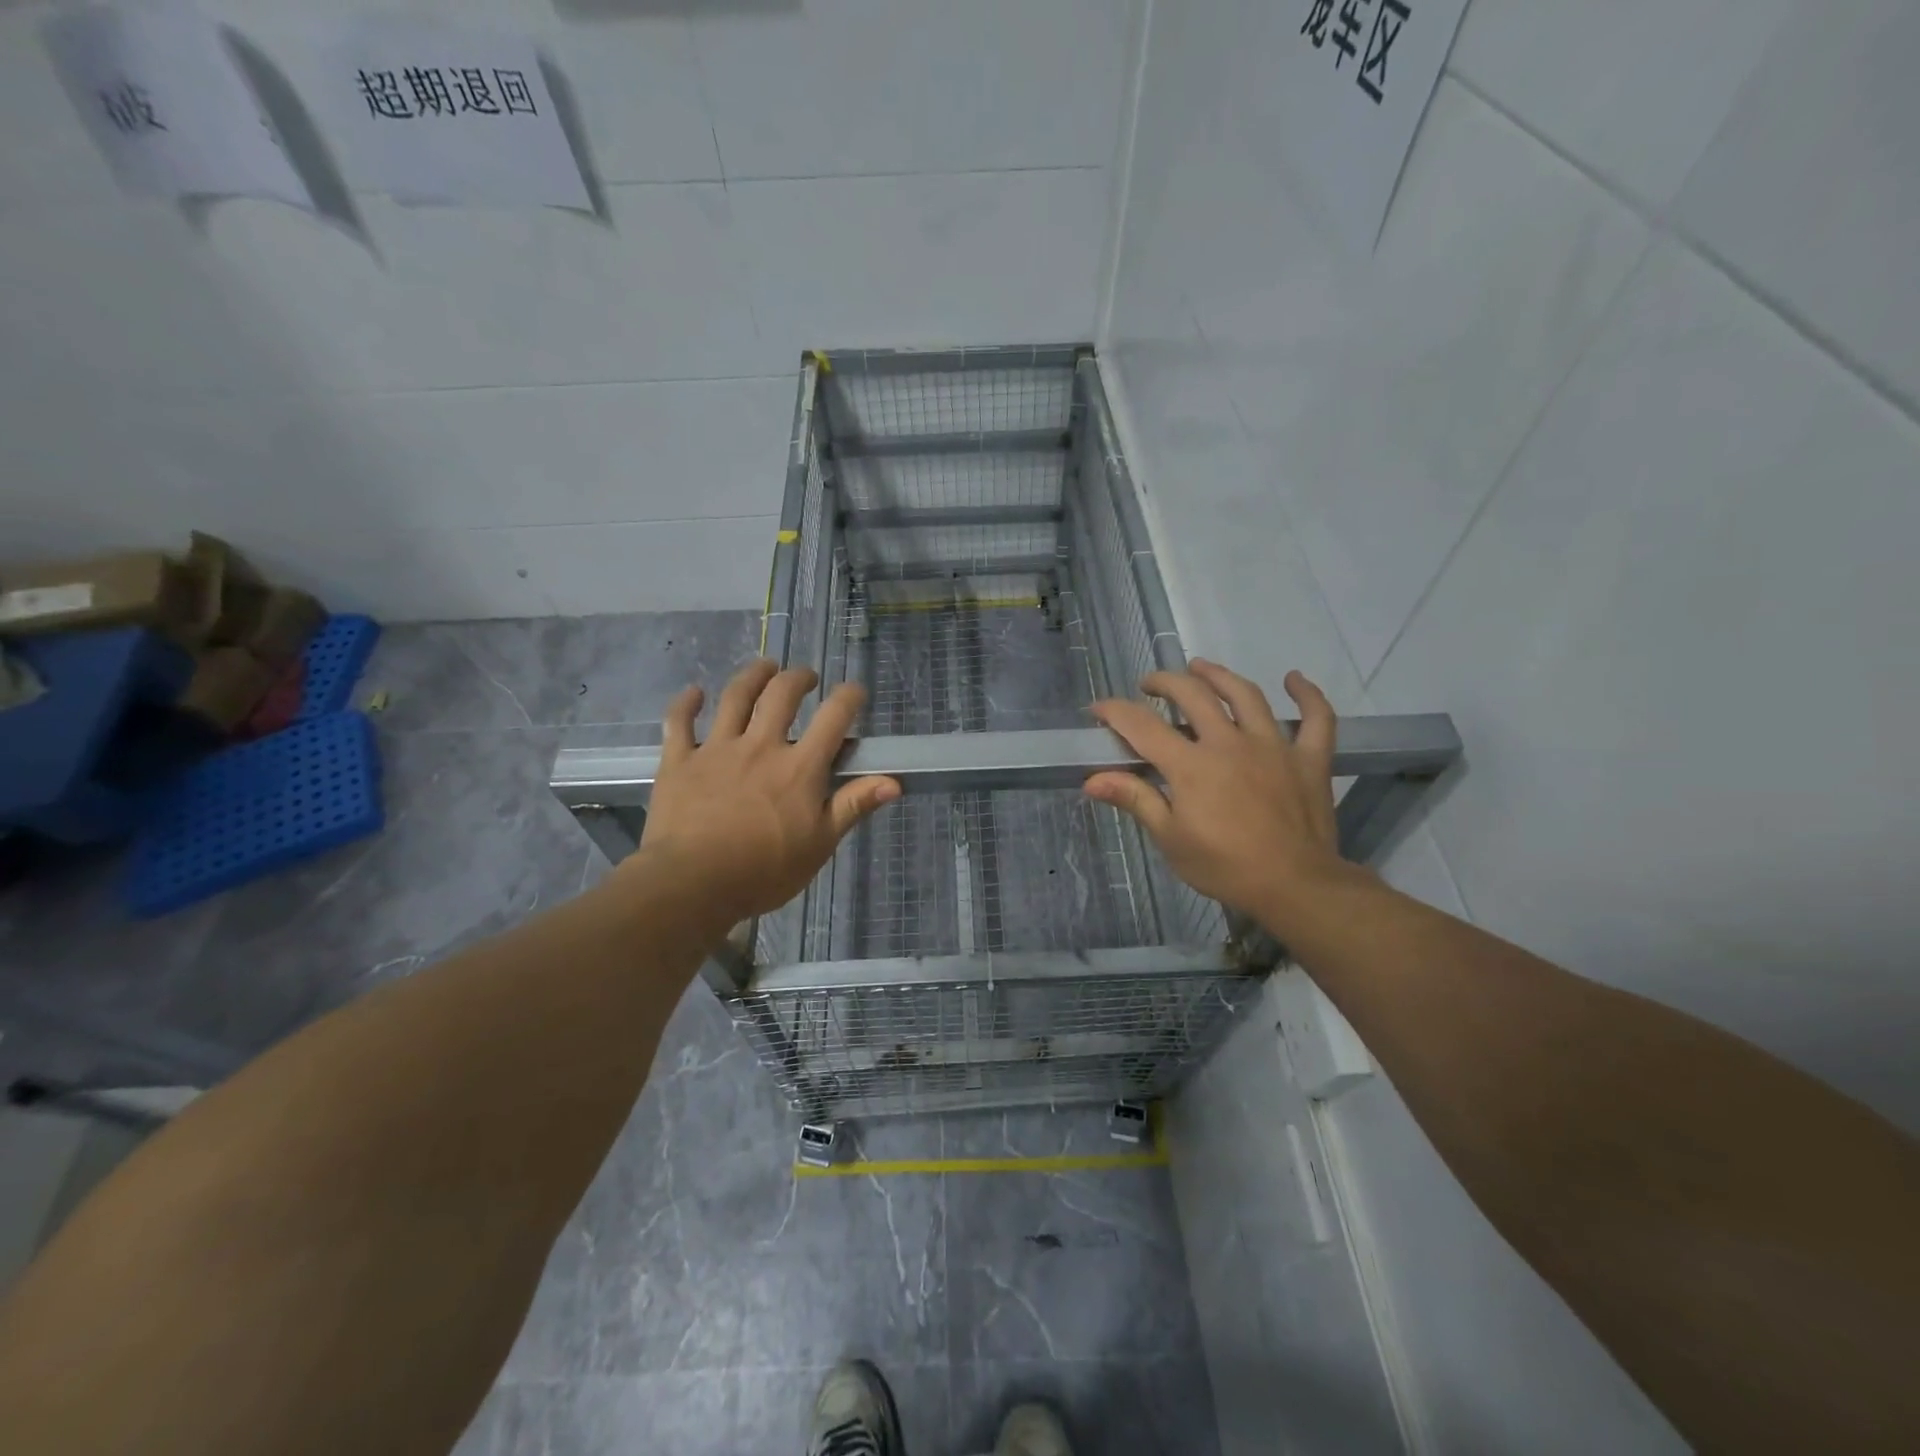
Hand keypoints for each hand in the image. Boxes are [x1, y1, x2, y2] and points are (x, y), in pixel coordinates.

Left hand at [633, 659, 899, 928]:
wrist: (692, 884)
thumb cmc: (764, 871)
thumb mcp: (820, 844)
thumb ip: (853, 806)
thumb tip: (893, 782)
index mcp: (799, 768)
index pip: (833, 718)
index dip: (848, 698)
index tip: (855, 692)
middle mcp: (761, 746)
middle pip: (782, 695)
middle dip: (798, 678)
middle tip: (806, 678)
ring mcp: (717, 749)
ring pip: (735, 697)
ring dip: (752, 675)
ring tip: (764, 667)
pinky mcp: (680, 761)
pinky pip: (680, 722)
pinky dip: (686, 704)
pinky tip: (693, 693)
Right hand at [1085, 660, 1358, 929]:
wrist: (1296, 887)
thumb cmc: (1225, 867)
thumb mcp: (1170, 839)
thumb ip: (1135, 799)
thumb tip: (1091, 781)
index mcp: (1191, 765)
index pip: (1142, 726)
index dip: (1114, 711)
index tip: (1097, 708)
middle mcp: (1230, 743)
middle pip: (1193, 695)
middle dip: (1164, 682)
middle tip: (1149, 685)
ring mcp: (1274, 746)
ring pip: (1245, 695)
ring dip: (1219, 675)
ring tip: (1201, 667)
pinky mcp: (1309, 758)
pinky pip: (1317, 719)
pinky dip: (1308, 695)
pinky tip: (1295, 679)